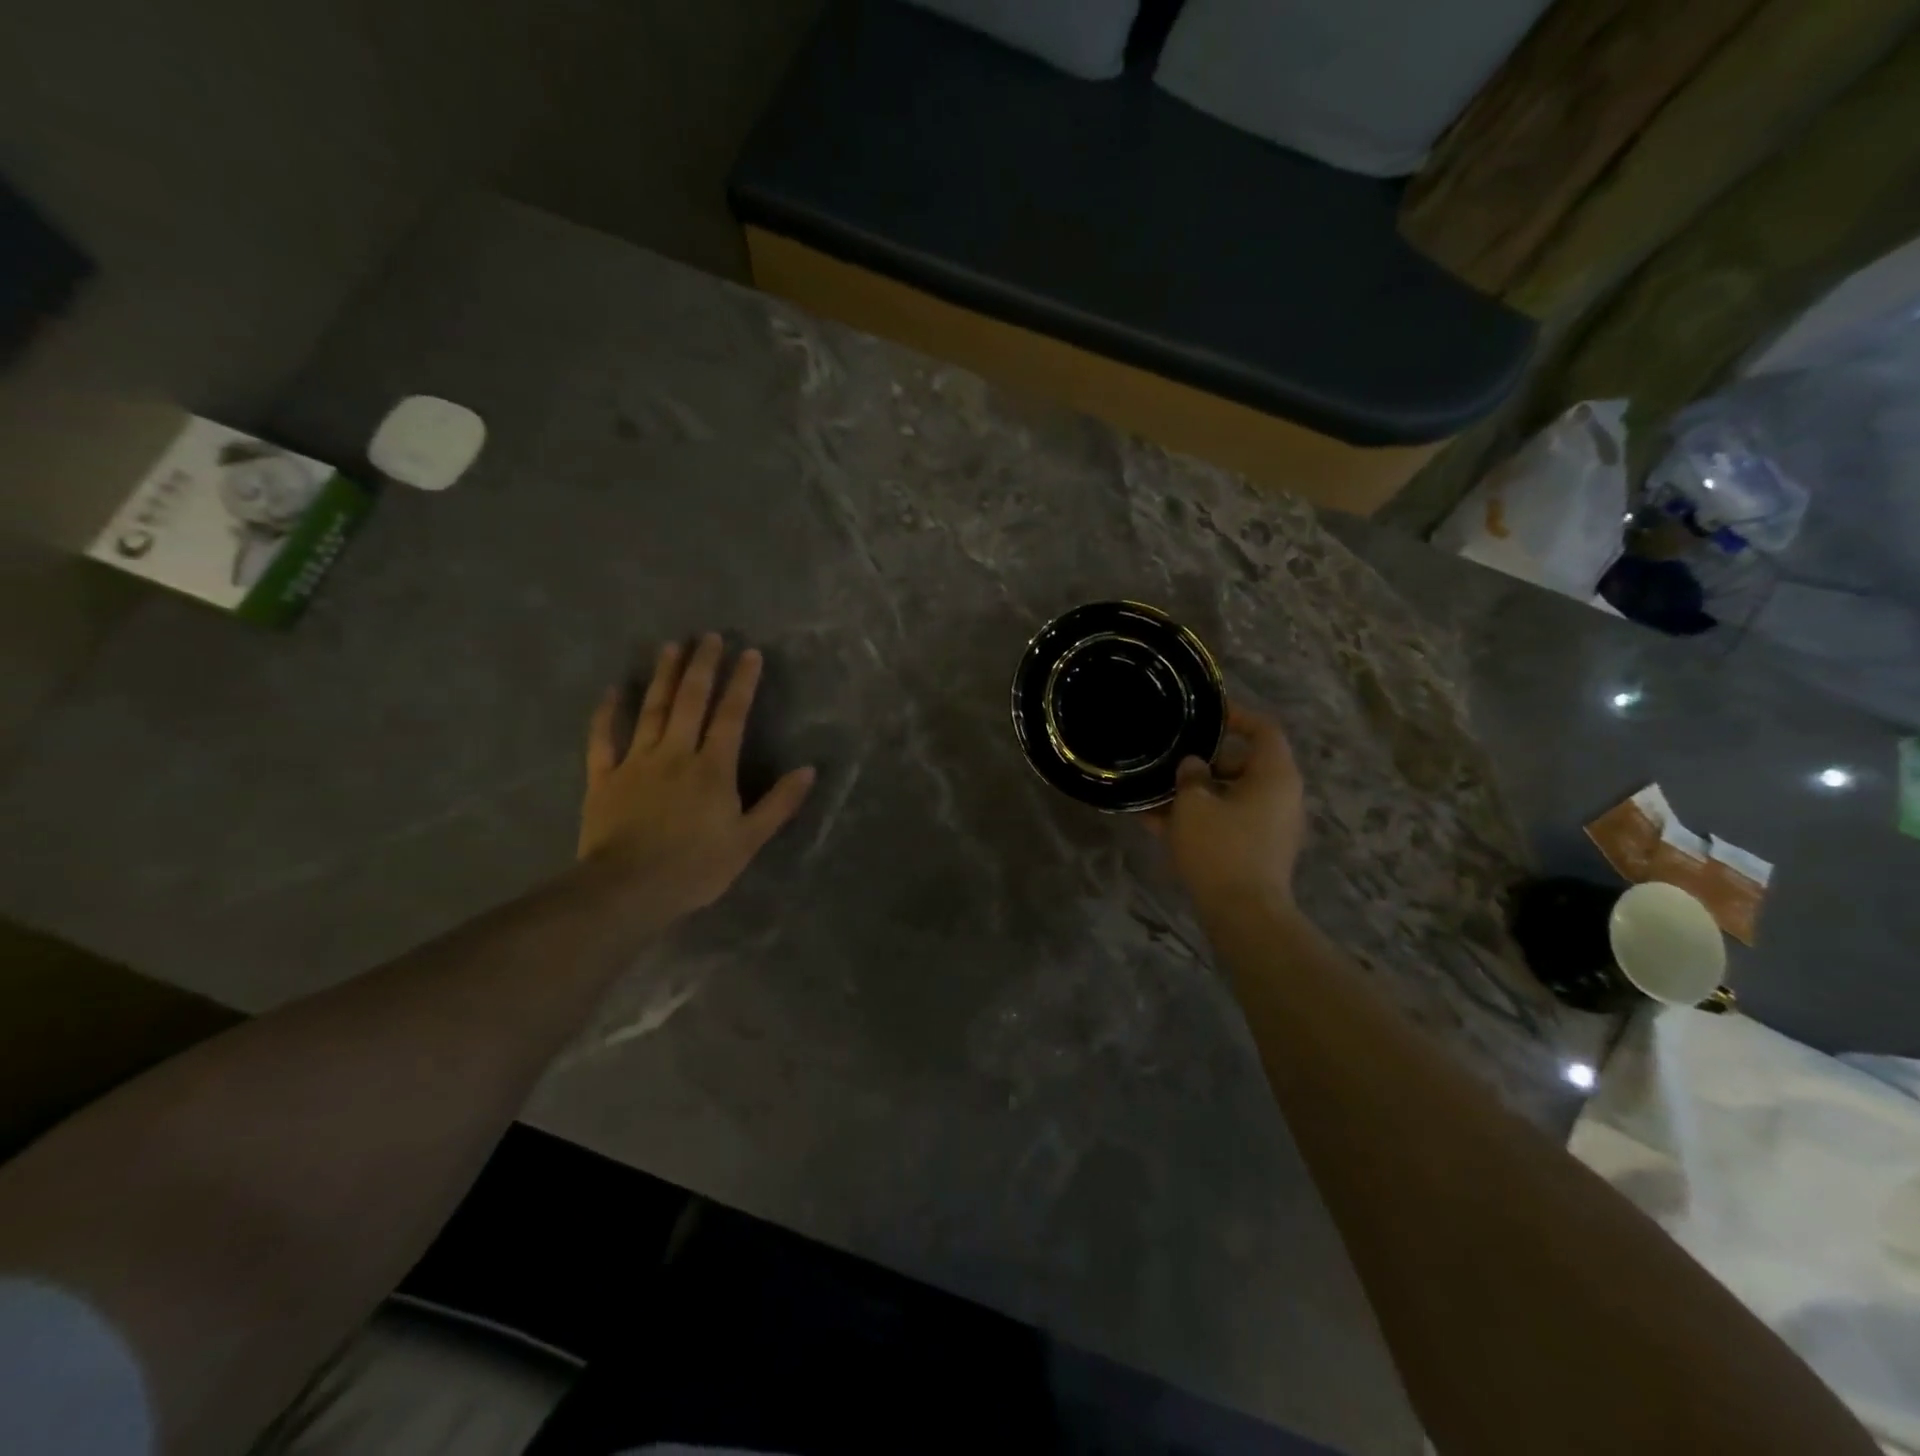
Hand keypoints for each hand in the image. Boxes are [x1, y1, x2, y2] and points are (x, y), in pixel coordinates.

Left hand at [579, 633, 814, 925]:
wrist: (628, 889)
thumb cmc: (696, 867)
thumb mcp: (749, 840)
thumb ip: (779, 803)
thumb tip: (809, 770)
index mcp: (713, 768)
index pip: (731, 716)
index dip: (742, 683)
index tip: (750, 653)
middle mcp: (675, 754)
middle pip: (690, 701)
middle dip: (702, 666)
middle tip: (708, 636)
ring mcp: (636, 762)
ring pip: (652, 710)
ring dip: (663, 676)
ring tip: (671, 646)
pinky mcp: (604, 777)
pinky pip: (604, 738)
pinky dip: (608, 713)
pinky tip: (614, 690)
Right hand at [1149, 705, 1306, 911]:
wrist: (1243, 914)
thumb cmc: (1221, 848)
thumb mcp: (1194, 804)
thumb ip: (1190, 776)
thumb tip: (1193, 766)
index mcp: (1275, 776)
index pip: (1263, 730)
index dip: (1236, 716)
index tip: (1206, 713)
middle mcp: (1280, 796)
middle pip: (1243, 764)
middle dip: (1203, 761)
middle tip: (1170, 759)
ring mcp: (1270, 826)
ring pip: (1229, 796)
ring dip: (1194, 793)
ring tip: (1153, 793)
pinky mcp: (1257, 851)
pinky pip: (1226, 822)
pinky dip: (1198, 819)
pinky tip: (1156, 823)